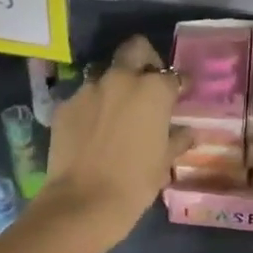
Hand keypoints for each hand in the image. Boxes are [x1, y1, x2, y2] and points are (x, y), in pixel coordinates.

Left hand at [34, 34, 190, 251]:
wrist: (83, 202)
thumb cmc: (135, 183)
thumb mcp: (164, 162)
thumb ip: (177, 140)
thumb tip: (188, 133)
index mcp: (153, 90)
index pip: (173, 75)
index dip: (179, 84)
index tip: (180, 94)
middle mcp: (121, 79)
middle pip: (135, 49)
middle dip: (145, 59)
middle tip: (147, 83)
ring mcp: (89, 89)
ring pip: (106, 73)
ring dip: (115, 85)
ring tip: (117, 110)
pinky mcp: (65, 105)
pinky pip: (84, 97)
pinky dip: (92, 107)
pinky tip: (93, 130)